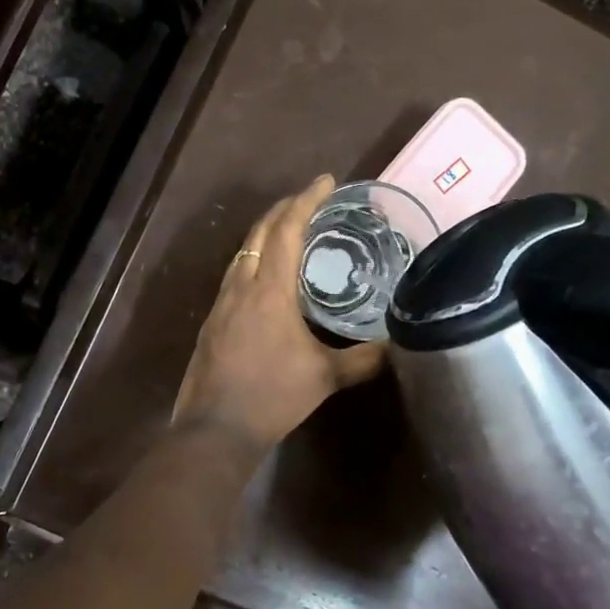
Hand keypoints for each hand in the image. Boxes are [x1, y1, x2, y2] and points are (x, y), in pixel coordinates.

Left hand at [173, 176, 387, 451]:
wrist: (215, 428)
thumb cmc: (272, 397)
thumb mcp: (325, 377)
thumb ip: (363, 359)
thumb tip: (397, 345)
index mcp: (269, 289)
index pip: (287, 229)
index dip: (306, 199)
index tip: (326, 180)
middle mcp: (241, 285)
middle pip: (260, 231)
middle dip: (284, 208)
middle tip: (310, 200)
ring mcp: (221, 302)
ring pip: (242, 252)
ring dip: (266, 233)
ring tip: (291, 231)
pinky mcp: (212, 320)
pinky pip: (234, 274)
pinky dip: (254, 260)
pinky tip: (267, 278)